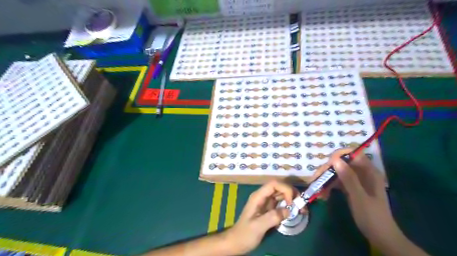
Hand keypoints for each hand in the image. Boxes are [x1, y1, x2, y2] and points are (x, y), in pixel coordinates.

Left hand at [224, 181, 302, 254]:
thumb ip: (272, 217)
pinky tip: (295, 213)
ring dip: (292, 199)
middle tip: (301, 206)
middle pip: (279, 187)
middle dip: (292, 193)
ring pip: (282, 194)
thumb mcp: (258, 226)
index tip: (292, 202)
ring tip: (302, 210)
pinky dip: (289, 206)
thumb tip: (289, 211)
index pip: (273, 184)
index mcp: (258, 196)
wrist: (237, 242)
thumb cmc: (245, 234)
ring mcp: (266, 202)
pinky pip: (281, 203)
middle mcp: (263, 196)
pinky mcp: (269, 209)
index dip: (285, 189)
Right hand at [317, 149, 400, 246]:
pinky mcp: (352, 188)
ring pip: (338, 173)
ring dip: (327, 179)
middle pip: (343, 163)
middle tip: (317, 179)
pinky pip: (338, 182)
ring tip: (318, 190)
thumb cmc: (372, 216)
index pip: (353, 155)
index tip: (327, 165)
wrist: (380, 237)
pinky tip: (323, 195)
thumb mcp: (359, 197)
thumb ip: (348, 178)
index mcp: (369, 172)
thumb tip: (335, 159)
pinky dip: (330, 186)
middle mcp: (363, 173)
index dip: (339, 156)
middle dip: (329, 169)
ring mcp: (357, 181)